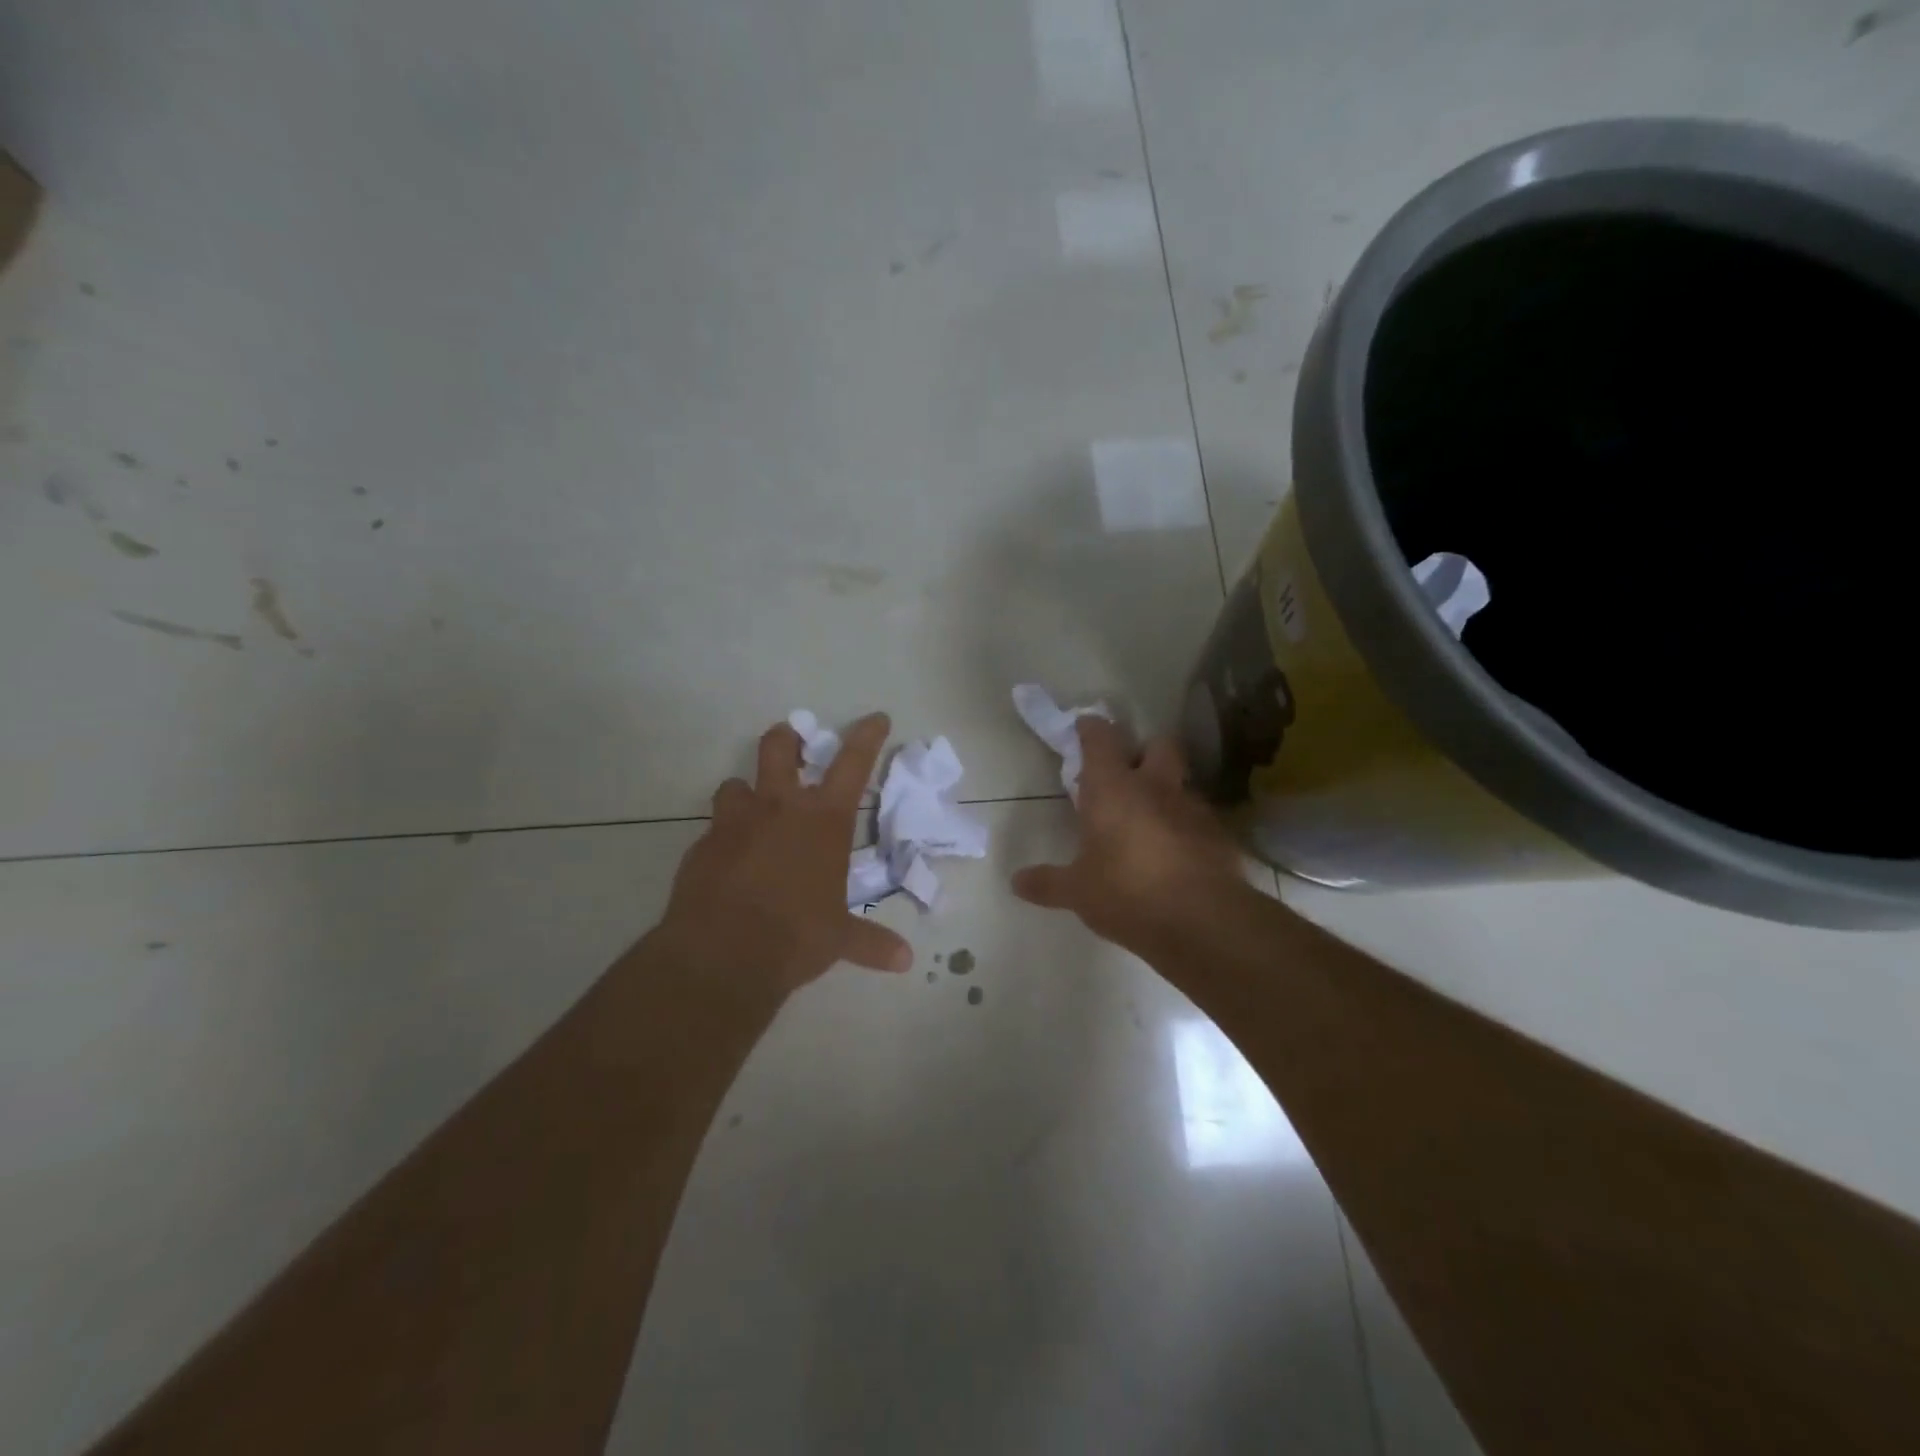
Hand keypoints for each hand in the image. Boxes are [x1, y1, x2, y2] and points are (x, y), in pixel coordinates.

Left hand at [655, 713, 913, 997]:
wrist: (725, 953)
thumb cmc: (797, 935)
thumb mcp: (839, 938)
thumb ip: (871, 942)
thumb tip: (905, 961)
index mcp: (824, 821)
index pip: (852, 764)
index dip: (866, 736)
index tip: (876, 717)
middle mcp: (780, 809)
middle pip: (779, 749)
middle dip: (786, 739)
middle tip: (790, 742)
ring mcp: (736, 822)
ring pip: (735, 784)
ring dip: (745, 792)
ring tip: (750, 810)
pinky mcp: (702, 845)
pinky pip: (714, 829)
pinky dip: (723, 837)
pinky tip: (727, 861)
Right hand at [1012, 718, 1245, 952]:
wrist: (1203, 922)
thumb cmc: (1127, 893)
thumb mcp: (1077, 891)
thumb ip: (1048, 882)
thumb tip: (1016, 882)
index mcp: (1114, 788)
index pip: (1101, 738)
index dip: (1091, 729)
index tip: (1083, 728)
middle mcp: (1156, 787)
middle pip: (1157, 744)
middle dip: (1143, 752)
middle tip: (1127, 775)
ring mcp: (1193, 808)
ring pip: (1181, 782)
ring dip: (1166, 791)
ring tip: (1150, 821)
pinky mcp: (1219, 835)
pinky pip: (1199, 818)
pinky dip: (1185, 826)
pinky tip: (1175, 853)